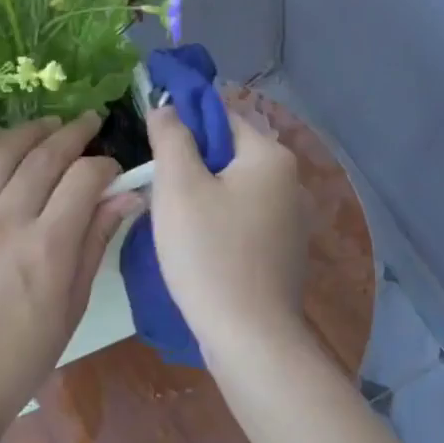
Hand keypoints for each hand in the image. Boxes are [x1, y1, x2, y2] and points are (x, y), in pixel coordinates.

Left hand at [0, 114, 139, 438]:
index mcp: (47, 248)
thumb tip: (128, 198)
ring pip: (0, 153)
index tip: (113, 170)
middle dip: (73, 133)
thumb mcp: (72, 304)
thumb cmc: (23, 356)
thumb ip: (96, 242)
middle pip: (44, 156)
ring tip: (48, 125)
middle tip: (89, 123)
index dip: (105, 165)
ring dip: (29, 131)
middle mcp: (5, 223)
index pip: (84, 179)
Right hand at [146, 103, 306, 353]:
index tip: (152, 146)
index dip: (184, 123)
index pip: (222, 115)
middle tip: (157, 188)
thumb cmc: (209, 254)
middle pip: (229, 152)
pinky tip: (197, 245)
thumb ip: (171, 137)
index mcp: (270, 156)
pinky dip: (218, 220)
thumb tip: (167, 106)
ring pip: (234, 187)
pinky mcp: (283, 249)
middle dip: (190, 163)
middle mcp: (289, 179)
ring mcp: (291, 217)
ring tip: (172, 219)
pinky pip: (243, 217)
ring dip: (202, 194)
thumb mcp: (178, 187)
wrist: (249, 336)